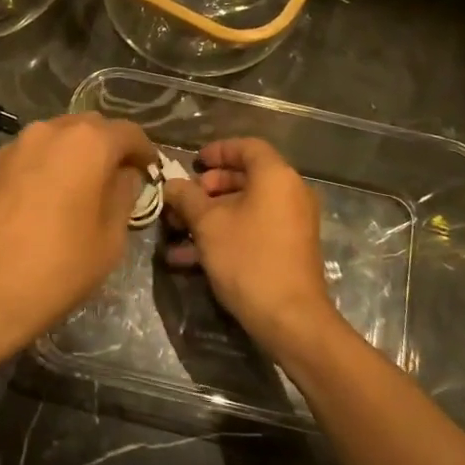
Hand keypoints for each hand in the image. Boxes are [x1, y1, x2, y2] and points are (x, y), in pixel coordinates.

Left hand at [0, 112, 157, 346]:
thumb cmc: (57, 267)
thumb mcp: (110, 238)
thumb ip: (123, 196)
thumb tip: (125, 176)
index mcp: (88, 142)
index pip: (128, 132)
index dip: (144, 152)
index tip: (150, 172)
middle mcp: (51, 130)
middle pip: (91, 127)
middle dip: (109, 148)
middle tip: (120, 179)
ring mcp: (17, 145)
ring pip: (59, 138)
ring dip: (77, 154)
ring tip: (85, 188)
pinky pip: (34, 154)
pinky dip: (50, 165)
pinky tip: (52, 196)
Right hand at [162, 138, 342, 353]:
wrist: (289, 317)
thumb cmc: (248, 259)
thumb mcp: (208, 225)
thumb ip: (187, 198)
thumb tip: (172, 184)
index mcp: (276, 177)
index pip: (247, 147)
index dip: (218, 150)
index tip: (193, 163)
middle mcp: (290, 193)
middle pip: (245, 178)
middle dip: (208, 189)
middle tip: (182, 201)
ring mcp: (292, 223)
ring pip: (245, 207)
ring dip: (210, 216)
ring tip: (177, 232)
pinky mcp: (288, 249)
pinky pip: (253, 229)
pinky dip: (225, 234)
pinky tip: (188, 258)